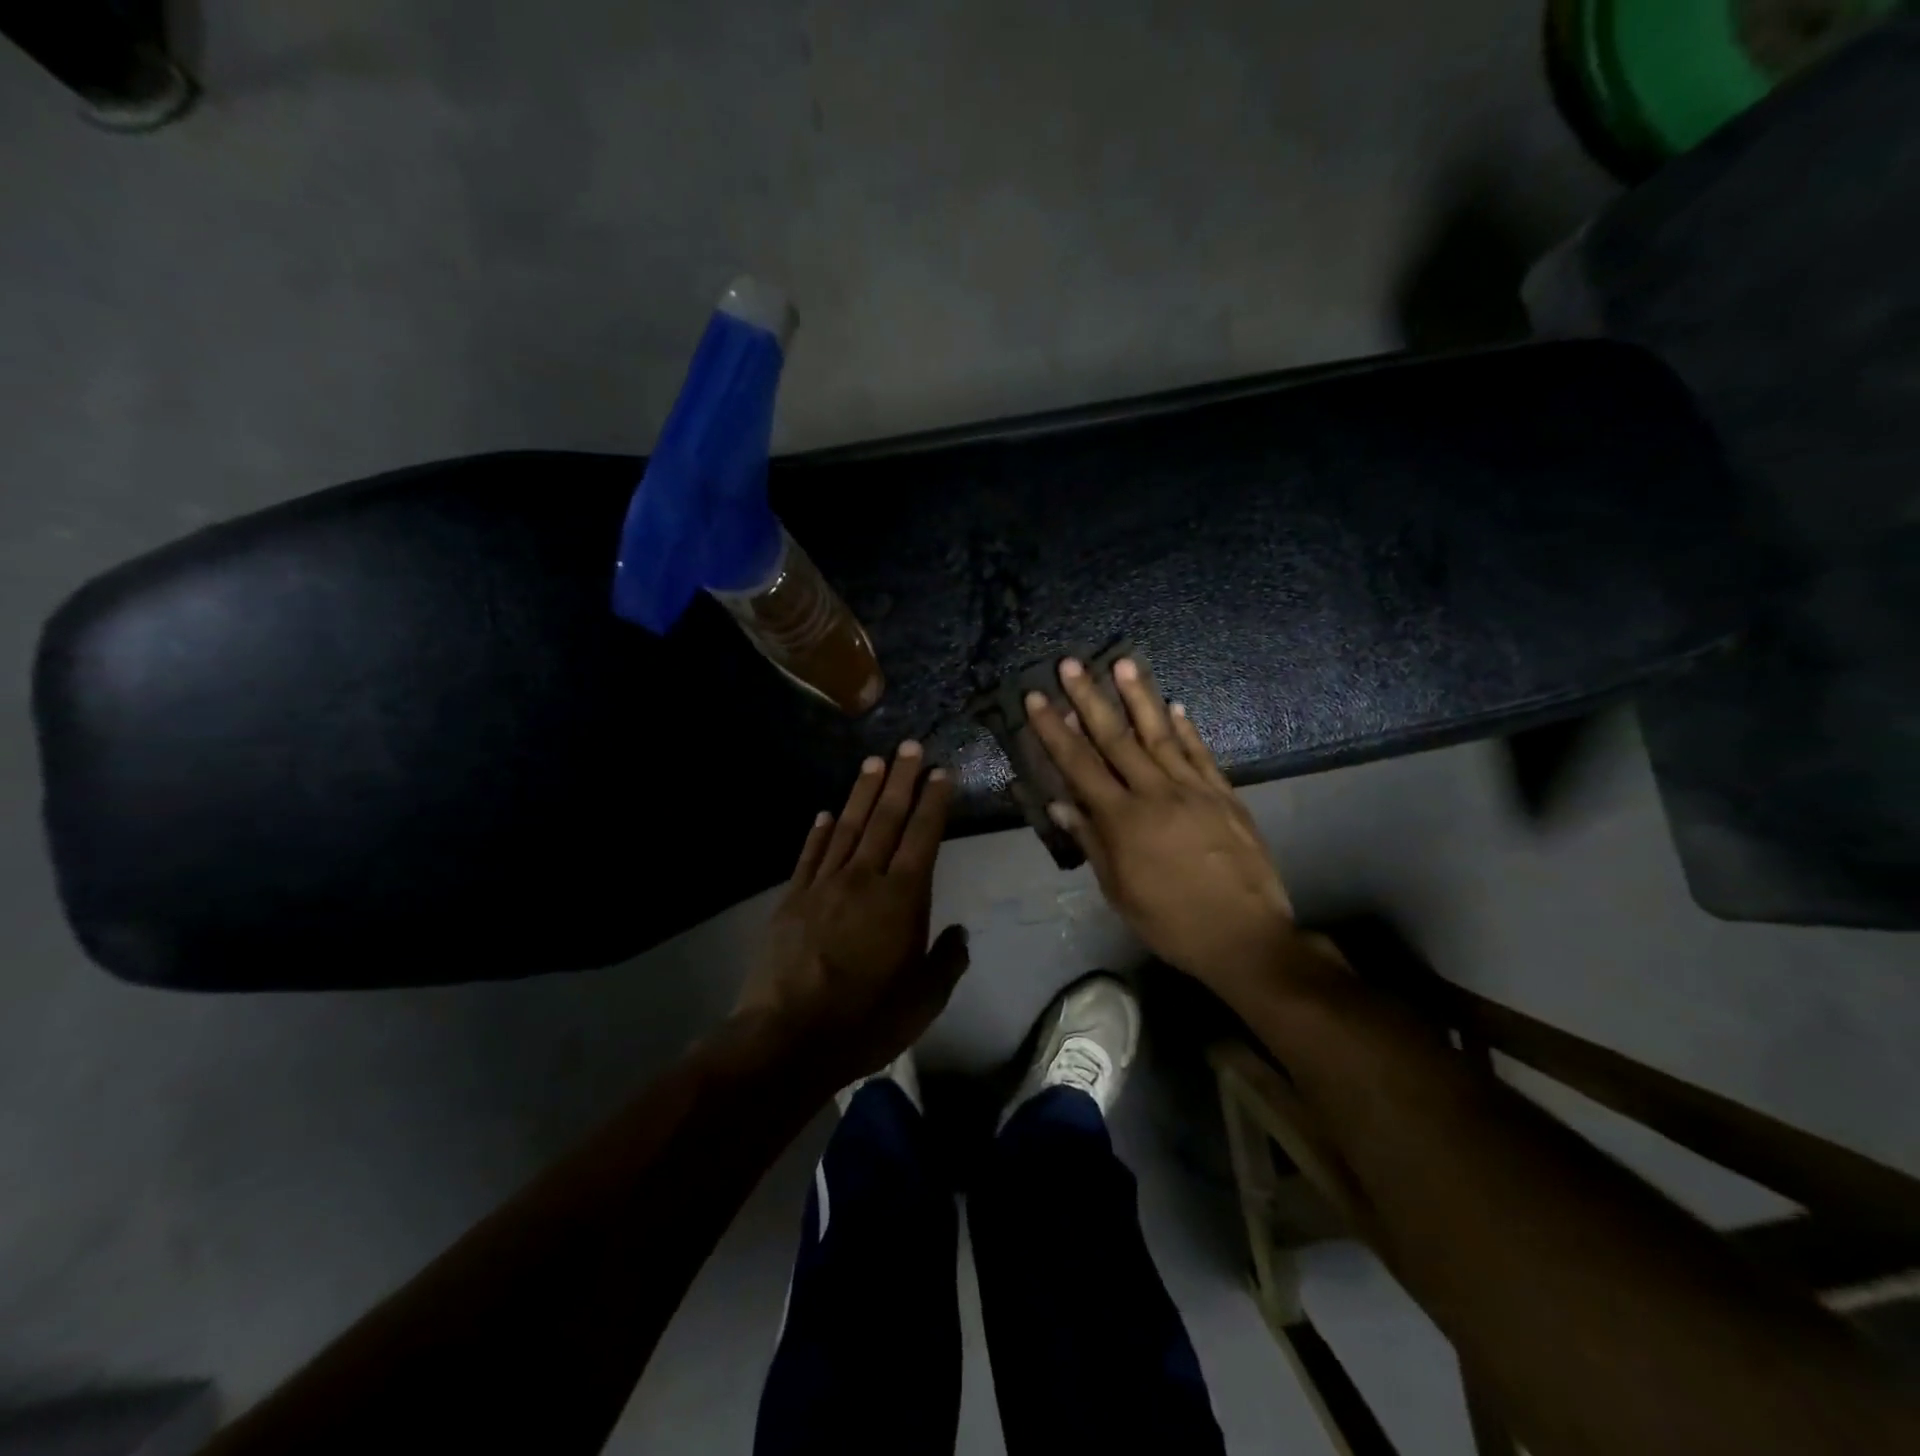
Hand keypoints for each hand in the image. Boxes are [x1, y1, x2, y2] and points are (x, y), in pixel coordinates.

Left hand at [736, 741, 968, 1087]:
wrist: (788, 1038)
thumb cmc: (865, 1020)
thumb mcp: (924, 1001)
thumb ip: (947, 962)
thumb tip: (959, 934)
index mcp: (902, 898)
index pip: (923, 836)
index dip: (933, 802)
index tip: (940, 772)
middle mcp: (864, 878)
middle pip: (886, 818)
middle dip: (901, 780)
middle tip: (910, 746)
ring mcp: (824, 884)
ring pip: (849, 827)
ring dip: (863, 793)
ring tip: (874, 762)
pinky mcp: (793, 898)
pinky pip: (810, 855)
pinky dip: (820, 832)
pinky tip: (826, 813)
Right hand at [1026, 657, 1296, 994]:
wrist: (1246, 936)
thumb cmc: (1171, 922)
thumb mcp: (1119, 891)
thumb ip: (1091, 841)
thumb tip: (1060, 802)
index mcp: (1123, 820)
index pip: (1079, 765)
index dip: (1054, 730)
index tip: (1036, 698)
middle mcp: (1156, 793)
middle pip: (1116, 738)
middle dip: (1089, 698)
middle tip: (1071, 664)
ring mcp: (1194, 790)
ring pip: (1160, 735)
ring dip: (1140, 697)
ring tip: (1124, 663)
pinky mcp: (1224, 795)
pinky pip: (1200, 754)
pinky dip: (1186, 729)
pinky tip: (1176, 706)